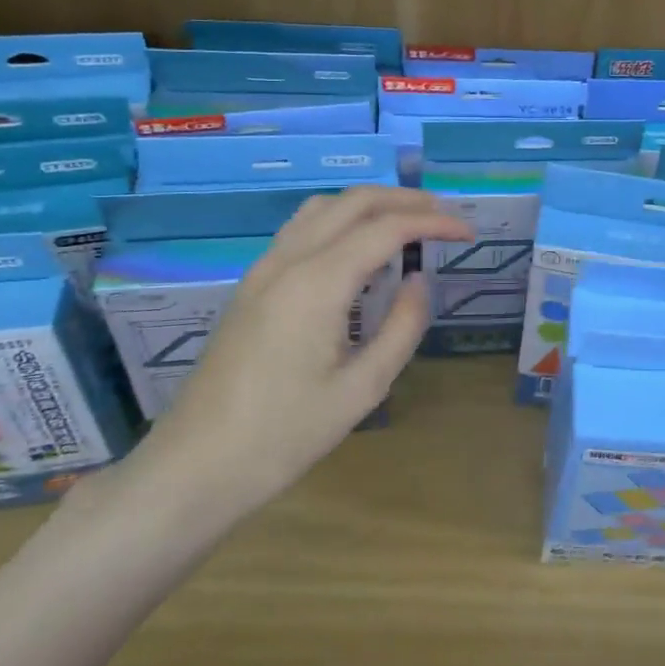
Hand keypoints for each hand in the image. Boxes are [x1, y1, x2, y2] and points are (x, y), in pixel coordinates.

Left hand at [95, 187, 471, 537]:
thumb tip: (420, 281)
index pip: (386, 228)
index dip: (433, 224)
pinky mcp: (252, 284)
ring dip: (369, 204)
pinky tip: (358, 249)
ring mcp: (263, 269)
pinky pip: (302, 229)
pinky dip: (340, 220)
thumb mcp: (362, 389)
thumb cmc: (284, 435)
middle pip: (353, 202)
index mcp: (317, 283)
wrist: (196, 465)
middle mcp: (288, 261)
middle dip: (404, 200)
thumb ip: (401, 327)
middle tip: (445, 216)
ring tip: (406, 222)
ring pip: (322, 208)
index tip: (468, 232)